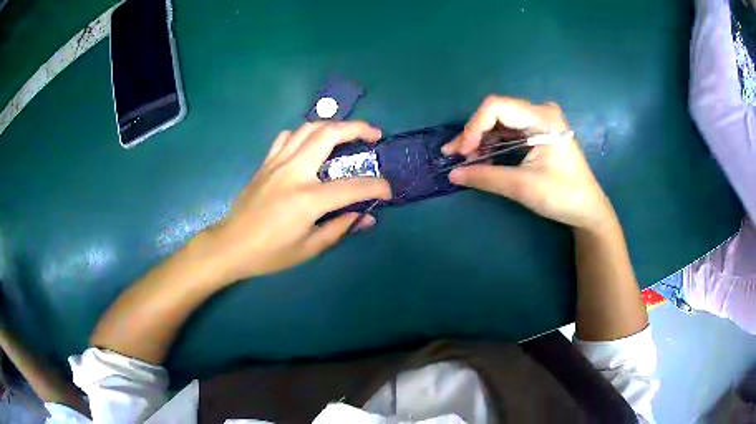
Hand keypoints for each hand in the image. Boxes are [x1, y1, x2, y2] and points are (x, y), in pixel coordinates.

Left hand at [207, 121, 391, 280]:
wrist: (230, 245)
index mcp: (307, 199)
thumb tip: (366, 217)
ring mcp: (277, 162)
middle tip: (374, 135)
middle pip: (329, 134)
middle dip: (357, 129)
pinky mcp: (266, 162)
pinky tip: (310, 144)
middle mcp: (294, 172)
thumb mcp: (308, 248)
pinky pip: (287, 137)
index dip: (376, 186)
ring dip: (333, 125)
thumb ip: (340, 228)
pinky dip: (304, 134)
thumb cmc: (269, 253)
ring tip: (347, 134)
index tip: (388, 190)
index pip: (353, 186)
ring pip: (308, 128)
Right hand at [443, 96, 615, 230]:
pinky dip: (493, 143)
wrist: (587, 209)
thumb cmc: (562, 196)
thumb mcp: (522, 186)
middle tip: (456, 156)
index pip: (497, 107)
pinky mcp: (538, 131)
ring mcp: (540, 120)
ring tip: (465, 159)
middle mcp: (540, 111)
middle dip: (474, 133)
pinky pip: (508, 131)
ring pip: (500, 122)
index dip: (474, 126)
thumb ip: (486, 177)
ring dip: (481, 139)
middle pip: (496, 112)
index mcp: (542, 117)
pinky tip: (482, 157)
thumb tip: (452, 174)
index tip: (463, 153)